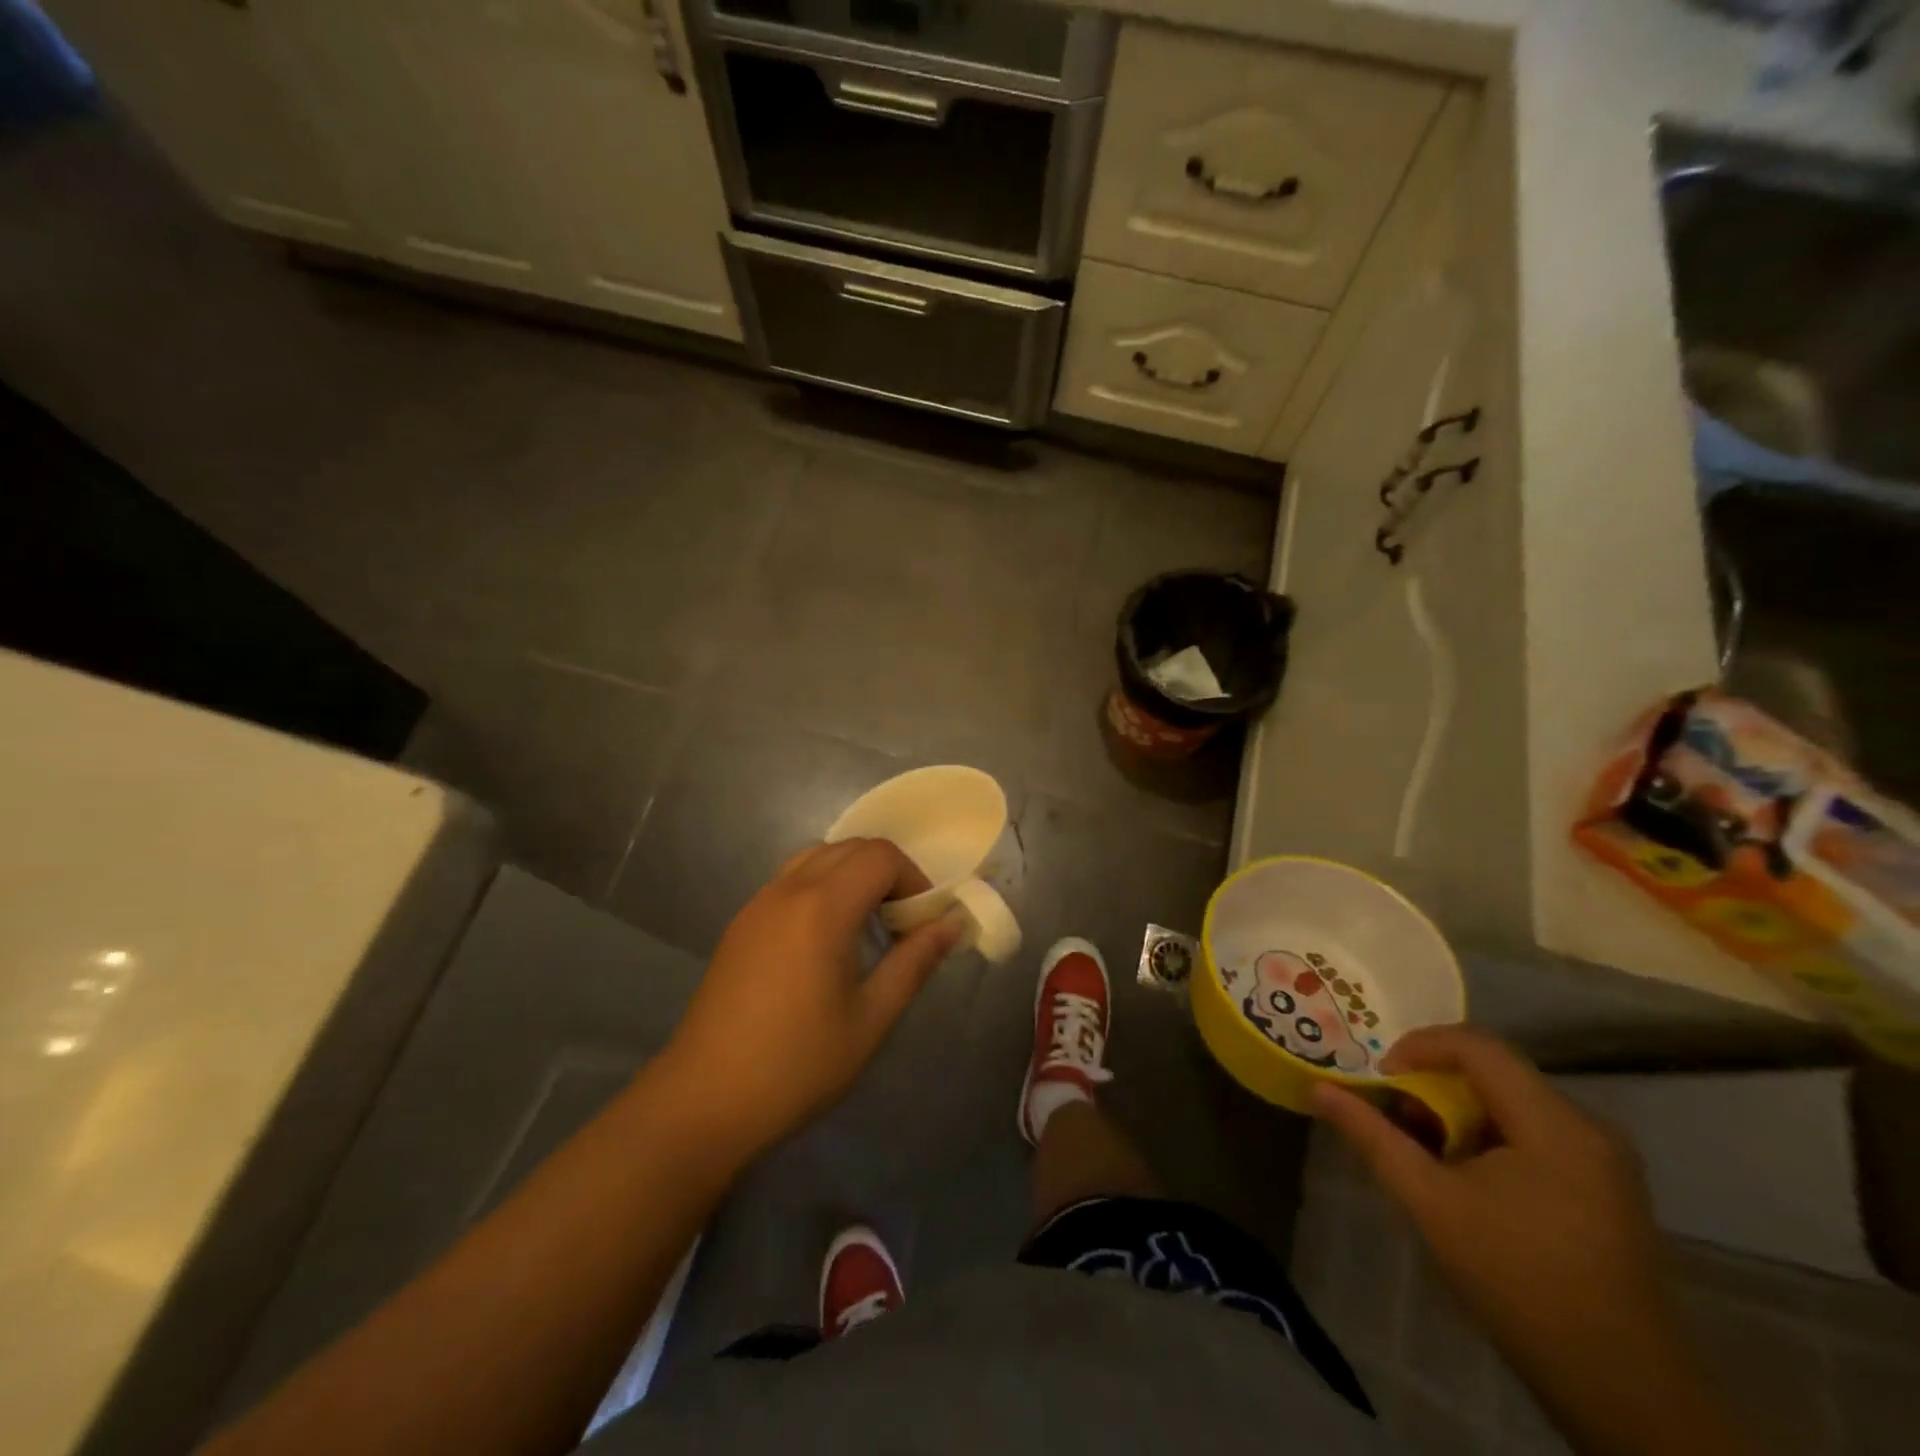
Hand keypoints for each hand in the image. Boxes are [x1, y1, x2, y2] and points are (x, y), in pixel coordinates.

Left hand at [663, 839, 963, 1159]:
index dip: (913, 879)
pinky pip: (791, 879)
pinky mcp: (741, 923)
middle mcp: (787, 890)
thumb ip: (914, 962)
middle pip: (850, 848)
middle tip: (900, 925)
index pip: (881, 856)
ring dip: (852, 876)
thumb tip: (951, 923)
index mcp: (822, 907)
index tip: (921, 924)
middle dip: (887, 873)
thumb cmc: (797, 1065)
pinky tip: (824, 942)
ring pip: (817, 857)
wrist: (703, 1101)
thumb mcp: (870, 1019)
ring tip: (864, 929)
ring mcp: (758, 903)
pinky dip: (822, 887)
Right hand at [1312, 1027, 1750, 1455]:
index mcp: (1553, 1123)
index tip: (1381, 1078)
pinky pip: (1535, 1132)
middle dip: (1435, 1084)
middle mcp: (1587, 1126)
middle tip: (1395, 1115)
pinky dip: (1490, 1137)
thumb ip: (1373, 1137)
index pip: (1477, 1046)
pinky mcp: (1607, 1187)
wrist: (1623, 1390)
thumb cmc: (1518, 1281)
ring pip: (1513, 1102)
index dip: (1419, 1046)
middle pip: (1494, 1072)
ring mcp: (1605, 1159)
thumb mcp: (1430, 1202)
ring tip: (1425, 1150)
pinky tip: (1468, 1178)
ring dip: (1460, 1113)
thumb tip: (1319, 1090)